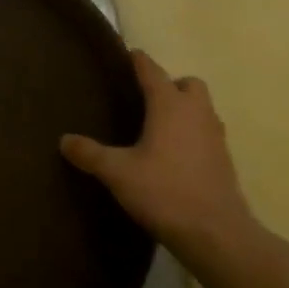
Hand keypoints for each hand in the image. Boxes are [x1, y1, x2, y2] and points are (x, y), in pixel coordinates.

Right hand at [60, 50, 253, 251]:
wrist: (216, 233)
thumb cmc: (164, 192)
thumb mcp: (117, 172)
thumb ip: (89, 154)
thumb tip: (64, 140)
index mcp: (170, 106)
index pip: (152, 71)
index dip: (138, 61)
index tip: (127, 54)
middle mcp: (196, 113)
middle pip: (188, 84)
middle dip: (169, 85)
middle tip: (144, 99)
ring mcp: (215, 136)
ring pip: (202, 108)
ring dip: (184, 109)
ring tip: (157, 126)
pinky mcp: (224, 160)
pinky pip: (207, 133)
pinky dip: (192, 133)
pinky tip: (173, 154)